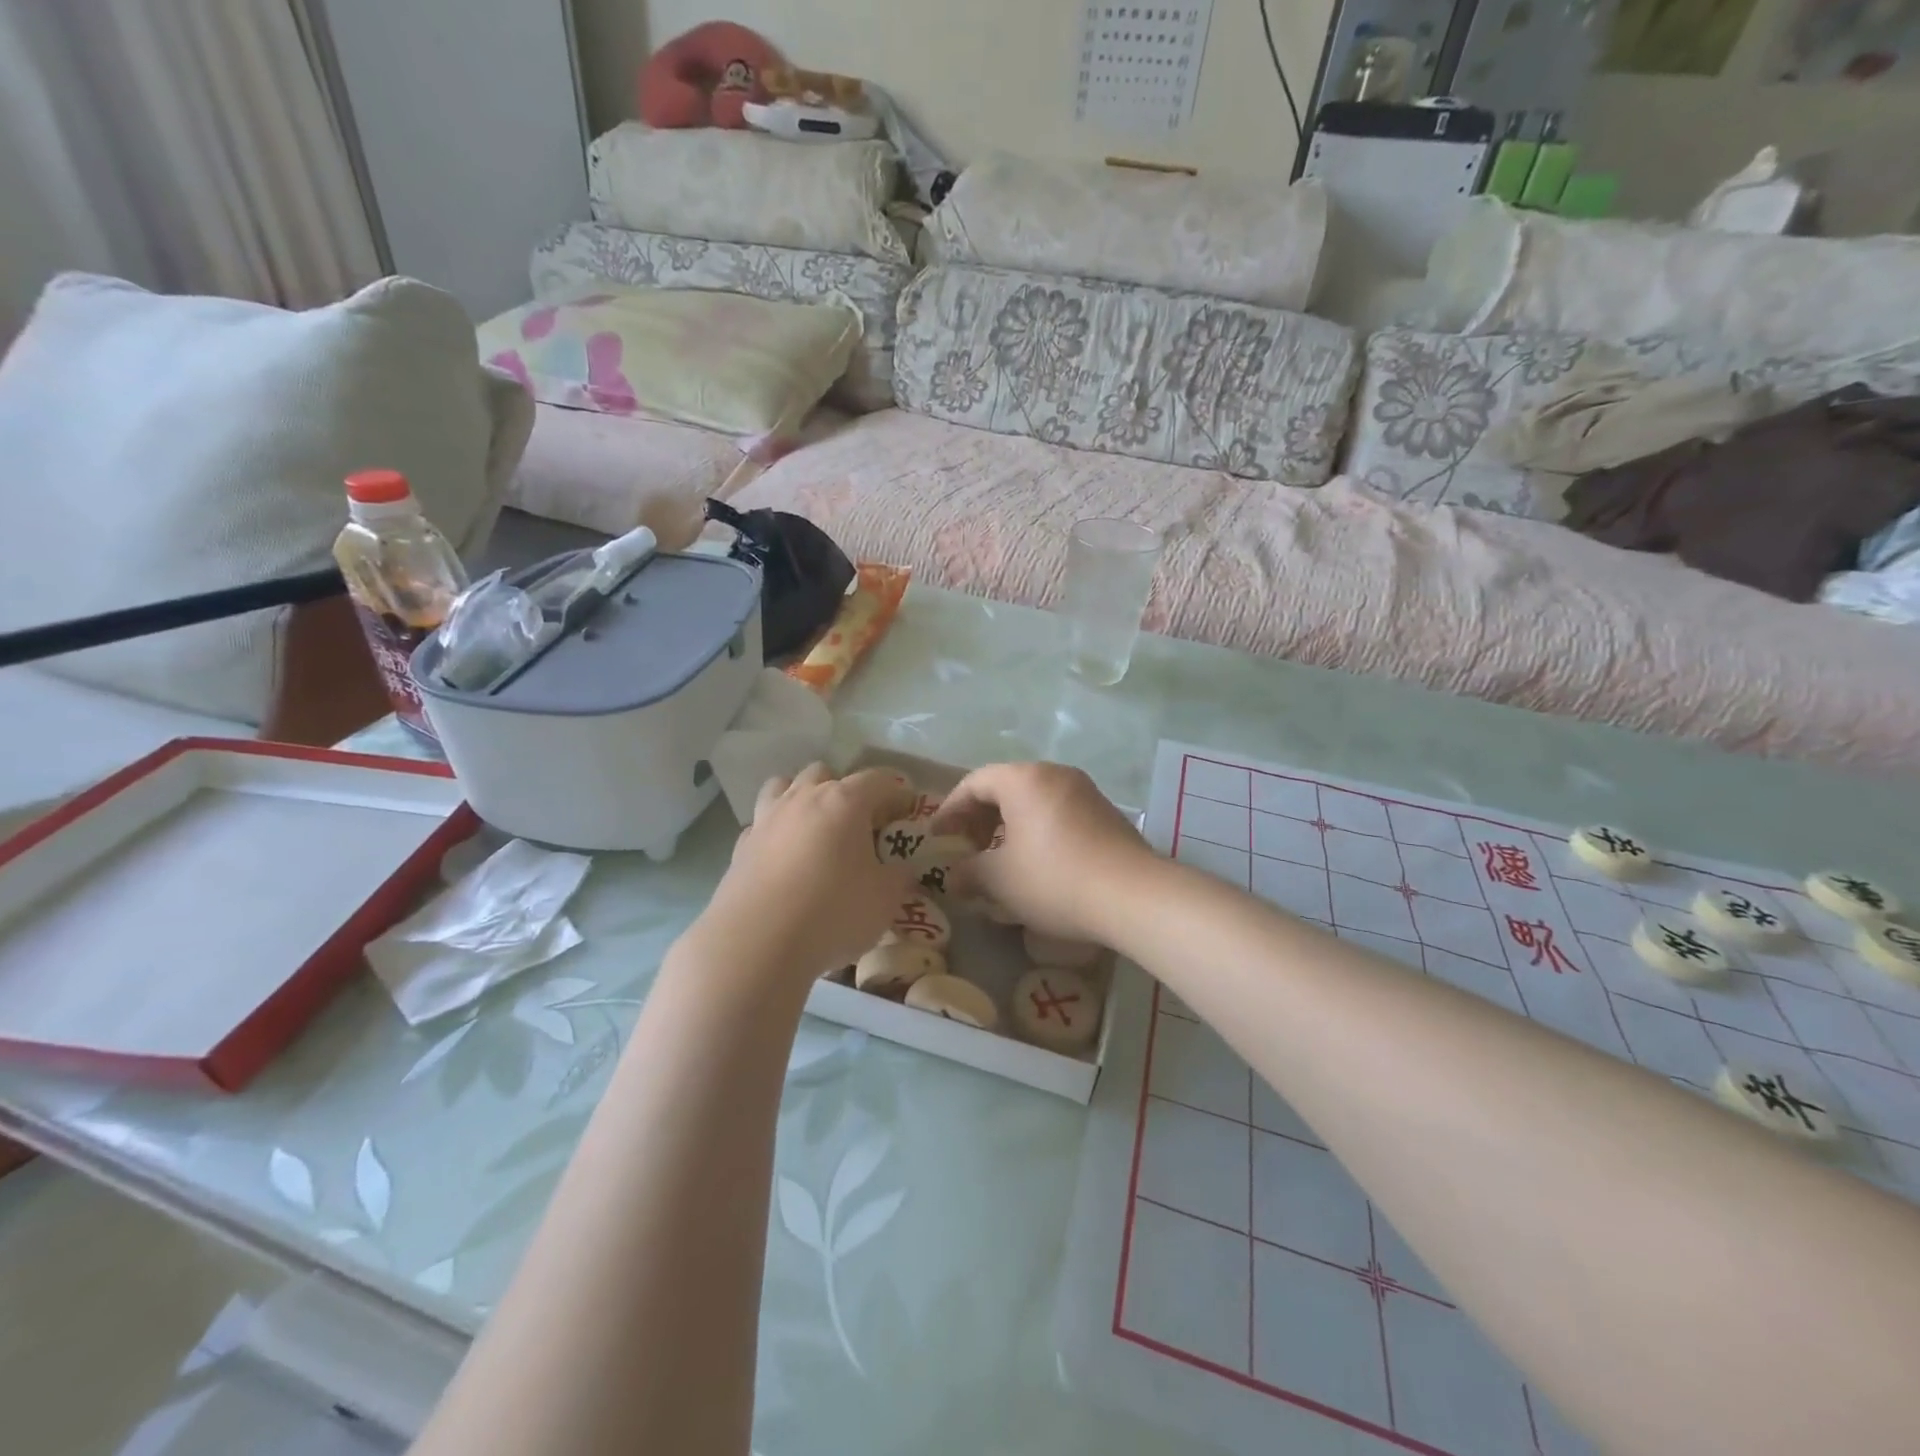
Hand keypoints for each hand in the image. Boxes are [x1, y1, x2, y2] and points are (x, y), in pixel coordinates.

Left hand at [686, 763, 917, 986]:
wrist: (757, 943)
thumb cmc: (833, 912)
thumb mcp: (886, 899)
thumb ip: (899, 876)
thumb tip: (901, 868)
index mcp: (844, 801)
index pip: (879, 780)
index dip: (897, 793)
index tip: (907, 812)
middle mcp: (803, 798)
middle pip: (825, 773)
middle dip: (844, 790)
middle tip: (858, 824)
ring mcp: (766, 819)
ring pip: (783, 787)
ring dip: (801, 799)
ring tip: (814, 829)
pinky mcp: (740, 846)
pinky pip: (761, 824)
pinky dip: (775, 832)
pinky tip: (783, 859)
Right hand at [932, 762, 1155, 944]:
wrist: (1133, 895)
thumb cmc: (1054, 879)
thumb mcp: (1001, 881)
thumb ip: (969, 873)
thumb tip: (954, 878)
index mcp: (1024, 779)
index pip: (975, 782)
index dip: (950, 809)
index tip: (937, 837)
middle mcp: (1055, 774)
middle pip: (1005, 787)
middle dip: (980, 818)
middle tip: (967, 849)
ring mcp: (1085, 792)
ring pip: (1033, 801)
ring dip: (1009, 826)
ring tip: (1000, 860)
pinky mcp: (1106, 813)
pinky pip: (1058, 813)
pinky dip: (1037, 831)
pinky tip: (1037, 864)